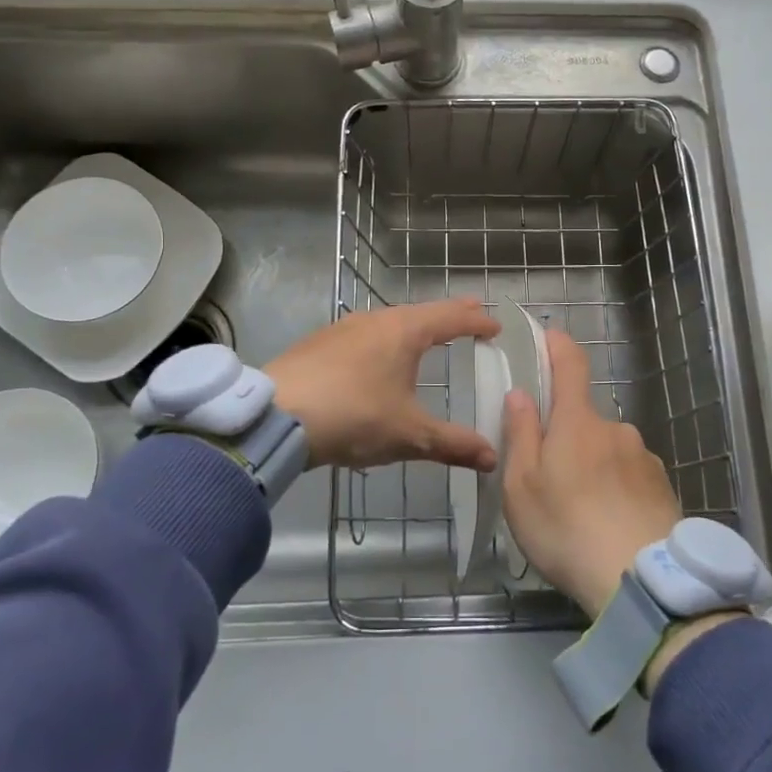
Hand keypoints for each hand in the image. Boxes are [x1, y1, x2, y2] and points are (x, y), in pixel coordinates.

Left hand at [266, 298, 500, 471]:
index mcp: (405, 331)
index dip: (477, 322)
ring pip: (390, 320)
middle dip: (448, 317)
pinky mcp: (319, 343)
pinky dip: (385, 339)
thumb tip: (493, 458)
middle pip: (421, 312)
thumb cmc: (354, 416)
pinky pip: (365, 334)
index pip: (452, 318)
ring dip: (414, 326)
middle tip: (469, 319)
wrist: (276, 415)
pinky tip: (376, 358)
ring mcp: (343, 328)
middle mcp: (376, 320)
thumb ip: (452, 444)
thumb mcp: (408, 435)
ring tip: (426, 336)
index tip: (495, 327)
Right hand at [500, 329, 680, 618]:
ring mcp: (645, 459)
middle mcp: (617, 430)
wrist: (642, 581)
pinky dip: (618, 491)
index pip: (571, 365)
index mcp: (578, 423)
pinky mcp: (664, 489)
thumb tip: (521, 394)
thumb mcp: (522, 487)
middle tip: (550, 479)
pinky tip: (611, 526)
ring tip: (582, 514)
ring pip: (610, 451)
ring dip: (595, 468)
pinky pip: (632, 478)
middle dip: (568, 437)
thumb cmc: (566, 529)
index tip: (549, 336)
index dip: (558, 346)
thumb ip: (521, 435)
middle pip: (585, 419)